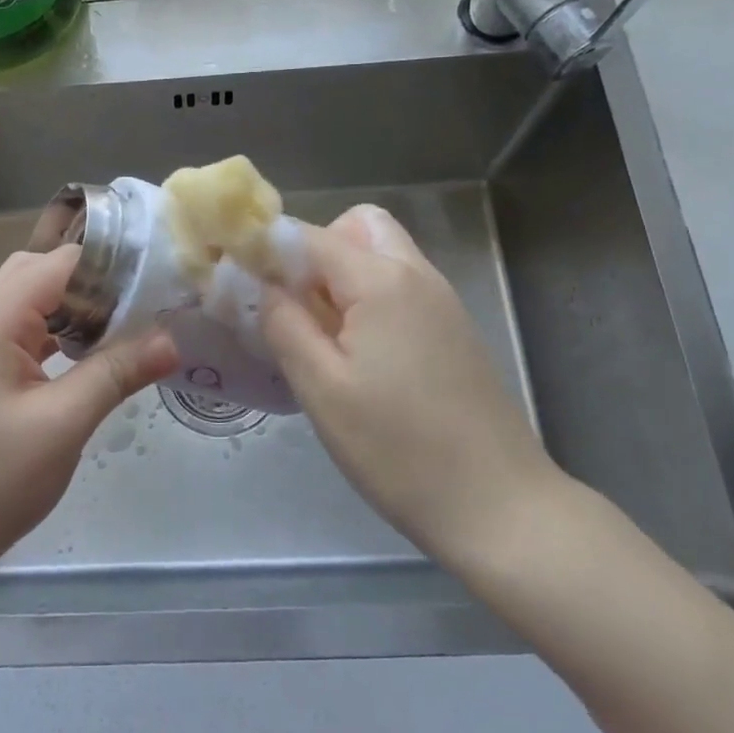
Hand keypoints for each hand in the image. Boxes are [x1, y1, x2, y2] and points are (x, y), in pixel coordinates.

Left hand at [0, 246, 178, 590]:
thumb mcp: (62, 425)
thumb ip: (117, 373)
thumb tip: (172, 339)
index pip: (60, 262)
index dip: (111, 266)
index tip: (160, 282)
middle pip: (42, 274)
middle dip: (94, 284)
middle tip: (144, 307)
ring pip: (31, 305)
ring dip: (75, 311)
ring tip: (126, 329)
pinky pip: (22, 336)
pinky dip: (56, 337)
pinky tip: (87, 360)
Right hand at [260, 205, 564, 575]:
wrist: (499, 506)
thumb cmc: (397, 449)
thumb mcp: (321, 388)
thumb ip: (283, 323)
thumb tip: (260, 282)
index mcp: (381, 281)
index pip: (308, 235)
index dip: (265, 249)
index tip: (235, 280)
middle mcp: (416, 275)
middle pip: (356, 226)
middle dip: (314, 251)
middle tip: (291, 304)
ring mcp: (442, 301)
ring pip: (381, 254)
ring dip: (341, 274)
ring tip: (318, 333)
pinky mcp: (454, 330)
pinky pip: (400, 286)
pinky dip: (368, 296)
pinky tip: (356, 354)